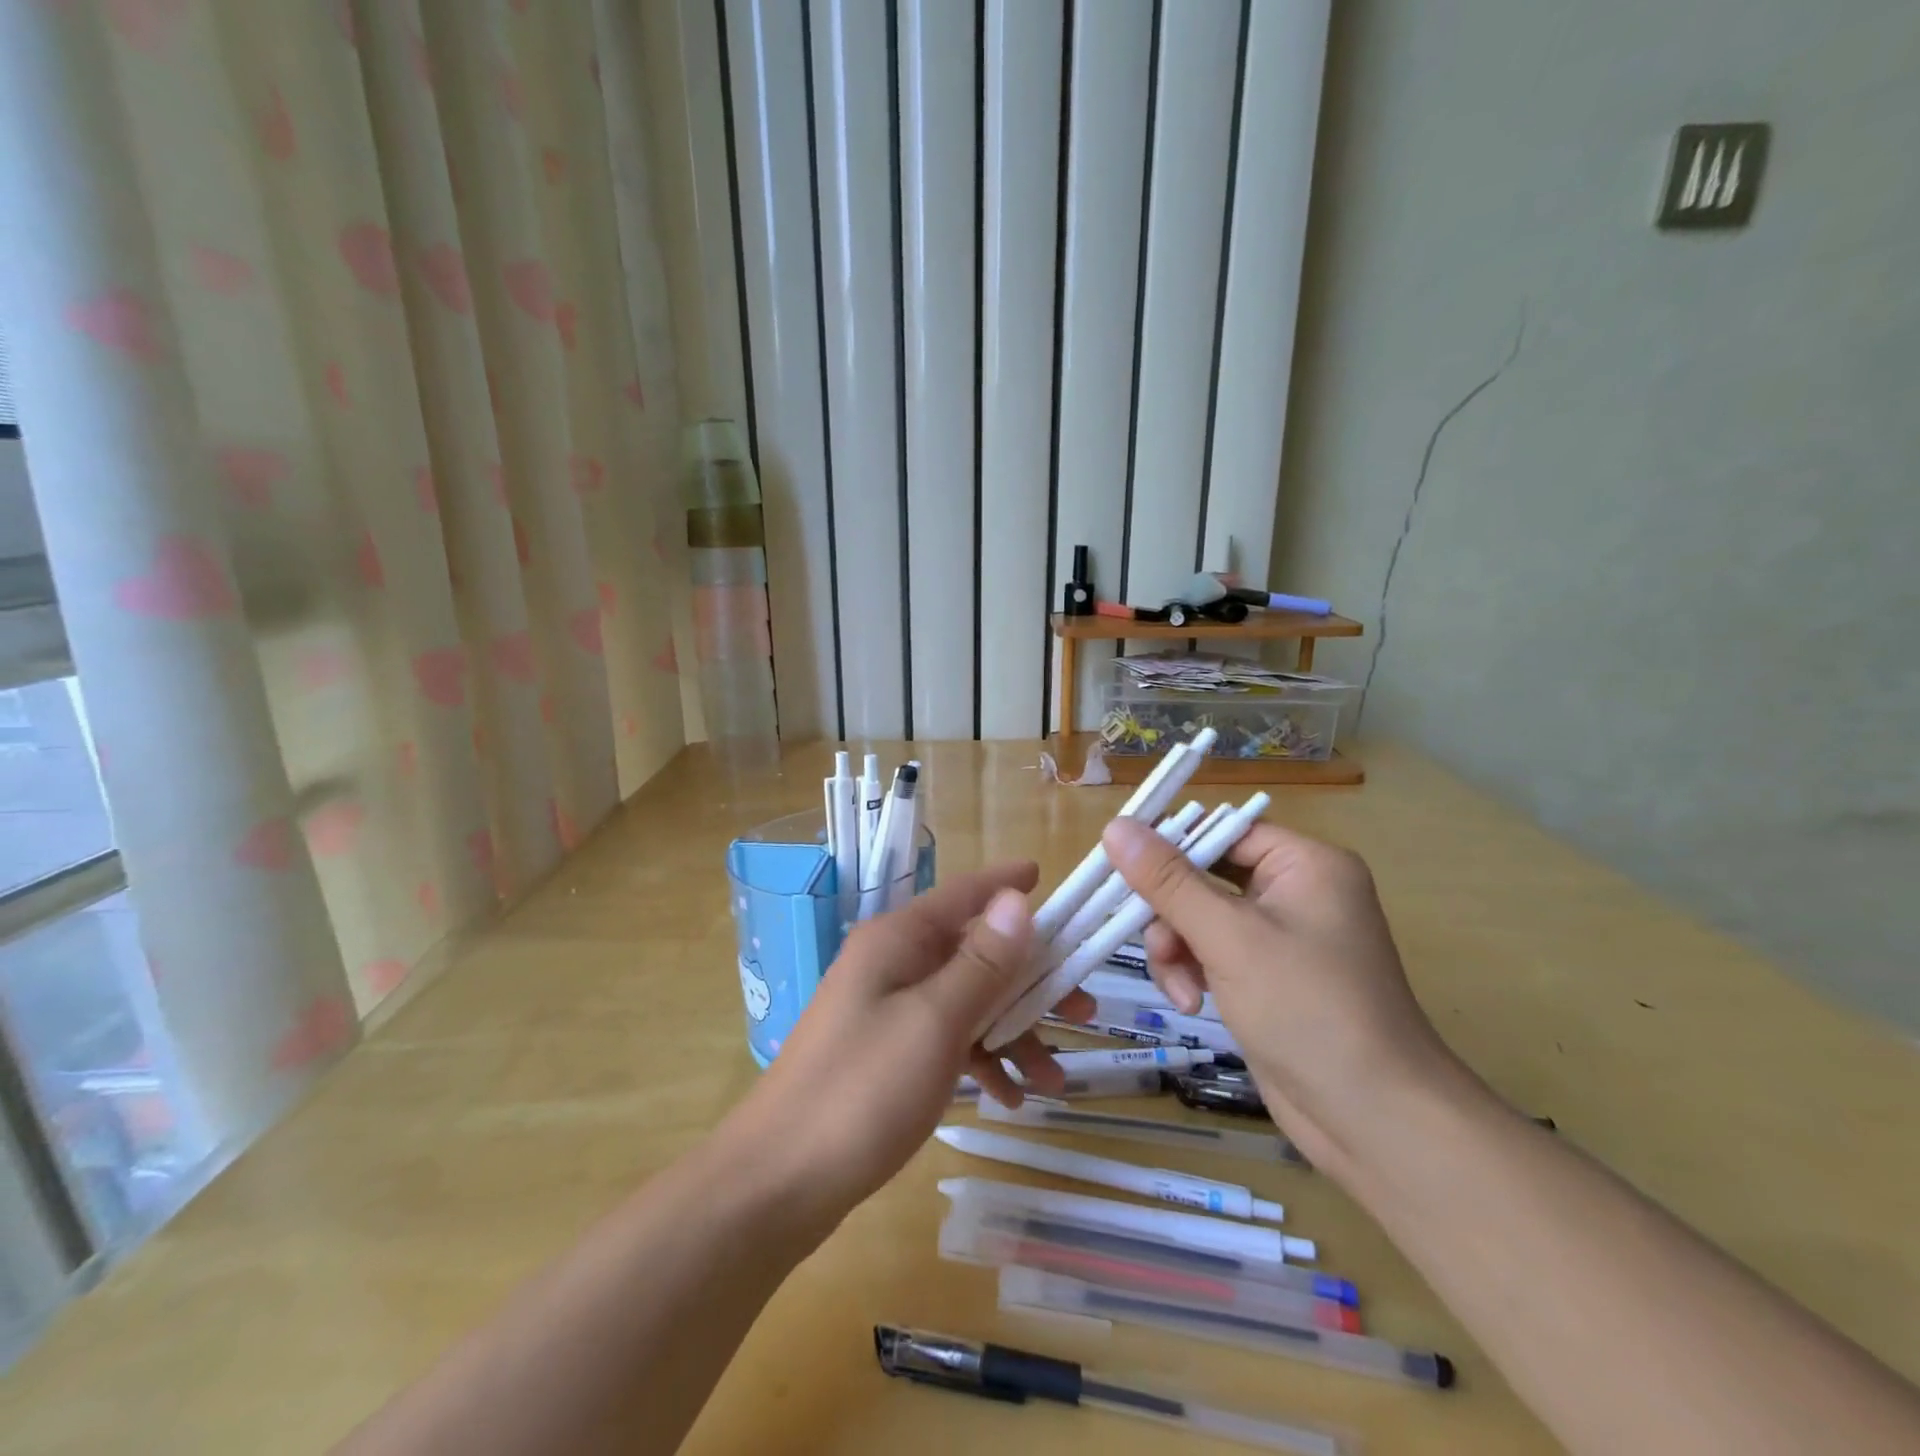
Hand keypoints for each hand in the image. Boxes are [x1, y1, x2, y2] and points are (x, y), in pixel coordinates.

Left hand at [724, 864, 1091, 1229]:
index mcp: (898, 940)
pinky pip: (946, 1040)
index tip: (1048, 877)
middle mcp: (893, 963)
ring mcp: (887, 1009)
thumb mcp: (936, 1021)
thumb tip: (1017, 900)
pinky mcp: (886, 1053)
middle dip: (1030, 980)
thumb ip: (983, 963)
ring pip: (966, 1001)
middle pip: (975, 952)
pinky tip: (1010, 1099)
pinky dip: (980, 1060)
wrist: (778, 1182)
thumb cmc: (862, 1090)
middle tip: (1084, 1010)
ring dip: (1012, 1032)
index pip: (964, 893)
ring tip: (1055, 1079)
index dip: (1006, 883)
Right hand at [1103, 817, 1470, 1184]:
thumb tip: (1115, 826)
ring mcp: (1281, 938)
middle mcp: (1295, 891)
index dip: (1169, 845)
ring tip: (1179, 989)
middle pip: (1204, 875)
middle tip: (1150, 941)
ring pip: (1200, 918)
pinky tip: (1191, 1003)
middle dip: (1171, 912)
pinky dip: (1193, 972)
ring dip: (1177, 948)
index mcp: (1304, 864)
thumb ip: (1168, 881)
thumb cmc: (1308, 1010)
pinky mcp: (1267, 977)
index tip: (1119, 865)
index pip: (1221, 831)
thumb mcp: (1229, 938)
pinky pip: (1212, 953)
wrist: (1375, 1121)